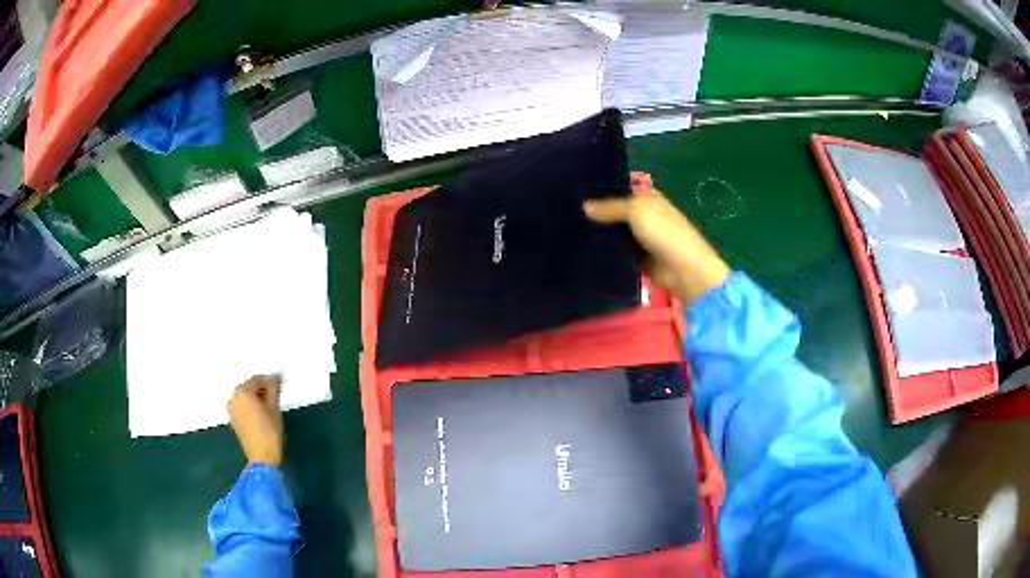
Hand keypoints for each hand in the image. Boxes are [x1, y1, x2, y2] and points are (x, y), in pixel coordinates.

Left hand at [227, 375, 284, 467]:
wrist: (262, 456)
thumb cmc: (269, 430)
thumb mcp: (274, 407)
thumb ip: (274, 388)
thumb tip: (275, 377)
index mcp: (242, 392)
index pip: (257, 379)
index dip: (270, 380)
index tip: (281, 384)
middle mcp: (233, 398)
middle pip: (249, 388)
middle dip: (262, 389)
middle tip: (276, 394)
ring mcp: (232, 410)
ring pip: (245, 398)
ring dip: (256, 398)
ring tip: (269, 405)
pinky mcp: (234, 421)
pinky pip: (242, 407)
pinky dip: (251, 407)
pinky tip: (261, 414)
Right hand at [584, 173, 729, 304]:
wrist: (682, 269)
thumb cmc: (663, 231)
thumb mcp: (635, 210)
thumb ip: (610, 206)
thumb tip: (584, 205)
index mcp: (648, 198)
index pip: (622, 189)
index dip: (603, 190)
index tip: (577, 192)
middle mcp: (646, 216)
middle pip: (617, 213)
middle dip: (598, 215)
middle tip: (569, 215)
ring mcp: (643, 239)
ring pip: (616, 235)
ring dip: (601, 236)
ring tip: (571, 234)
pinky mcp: (639, 261)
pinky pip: (619, 255)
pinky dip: (608, 255)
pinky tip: (586, 253)